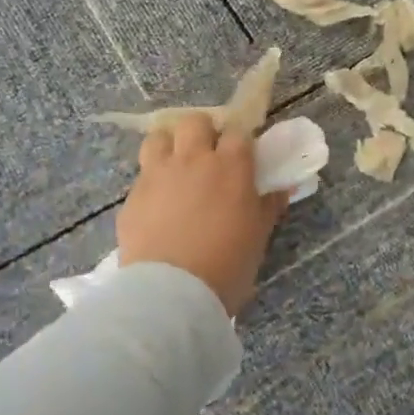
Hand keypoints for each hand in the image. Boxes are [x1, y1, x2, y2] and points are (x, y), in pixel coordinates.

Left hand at [117, 114, 288, 315]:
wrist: (173, 293)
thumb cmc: (228, 264)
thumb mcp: (258, 236)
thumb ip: (268, 206)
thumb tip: (281, 189)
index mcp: (231, 167)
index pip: (238, 132)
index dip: (240, 141)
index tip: (243, 155)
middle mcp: (193, 160)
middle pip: (195, 122)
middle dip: (203, 132)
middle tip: (208, 157)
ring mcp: (158, 175)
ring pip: (159, 138)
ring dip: (170, 146)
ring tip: (176, 169)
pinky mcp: (132, 196)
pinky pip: (142, 175)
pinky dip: (152, 182)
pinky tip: (158, 205)